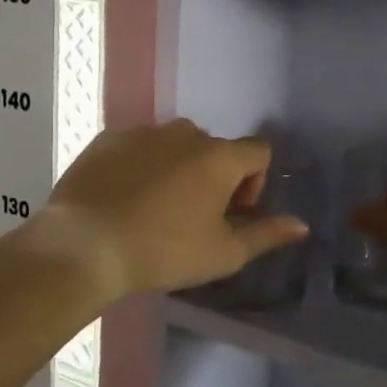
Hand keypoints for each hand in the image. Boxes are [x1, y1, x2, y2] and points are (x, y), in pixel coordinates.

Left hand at [43, 120, 308, 301]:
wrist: (85, 245)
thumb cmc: (164, 251)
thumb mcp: (223, 253)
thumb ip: (266, 235)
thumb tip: (302, 225)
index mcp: (220, 157)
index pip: (259, 152)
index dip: (255, 182)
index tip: (232, 213)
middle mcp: (185, 133)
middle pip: (215, 149)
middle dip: (214, 177)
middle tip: (194, 216)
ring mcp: (143, 132)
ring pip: (175, 145)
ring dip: (178, 168)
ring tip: (156, 208)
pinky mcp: (108, 139)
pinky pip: (138, 147)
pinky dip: (140, 166)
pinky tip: (123, 199)